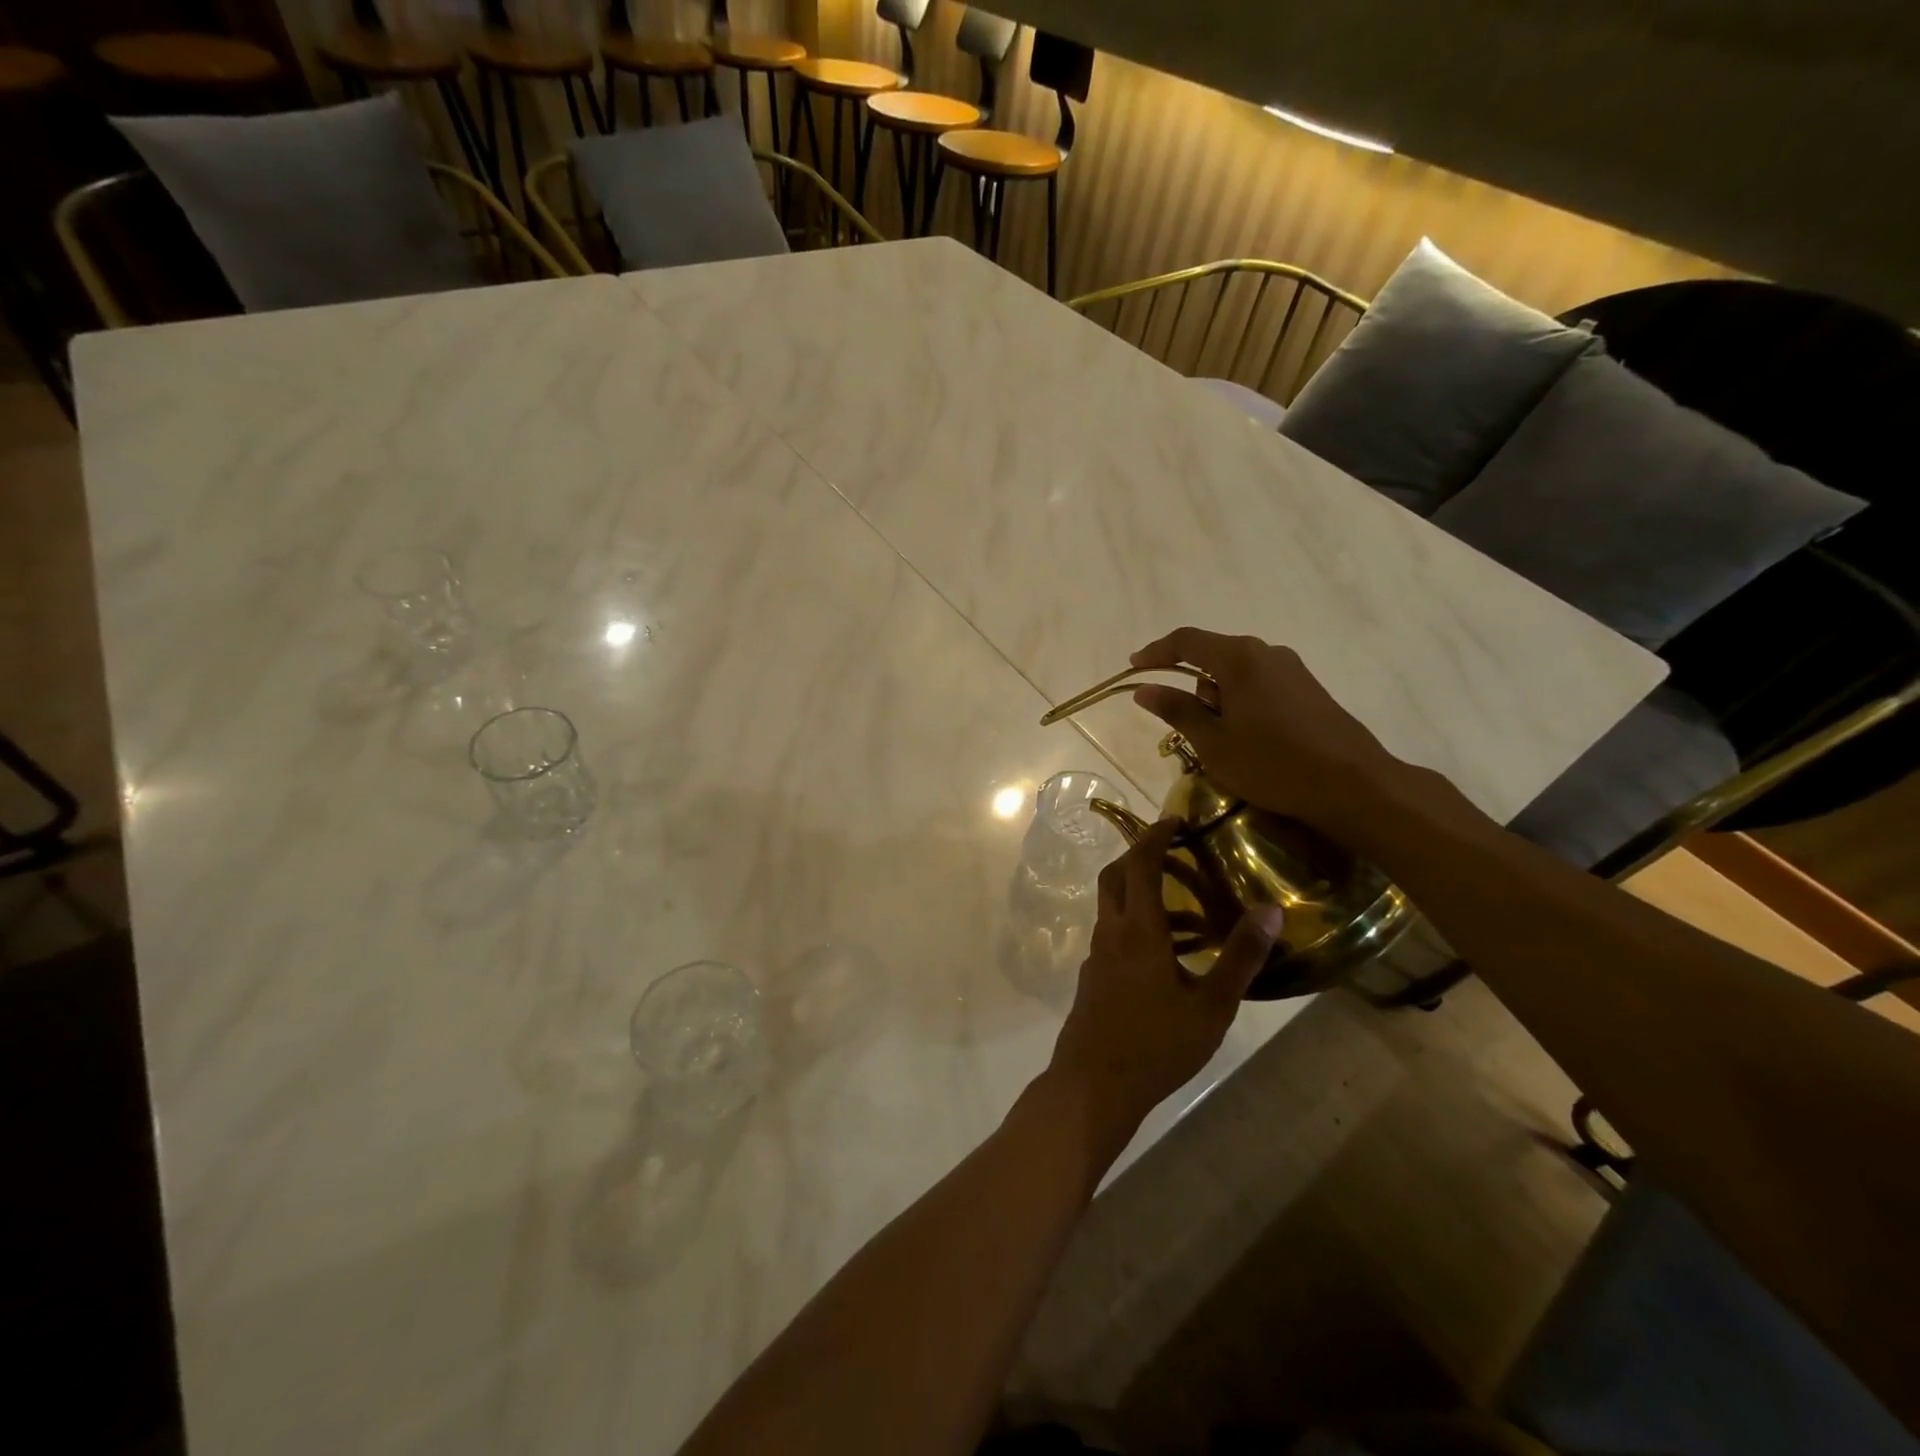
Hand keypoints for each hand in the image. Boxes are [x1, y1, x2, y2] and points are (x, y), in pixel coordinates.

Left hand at [1045, 820, 1284, 1145]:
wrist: (1094, 1085)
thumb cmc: (1157, 1045)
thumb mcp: (1212, 1005)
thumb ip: (1241, 956)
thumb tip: (1270, 909)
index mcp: (1138, 929)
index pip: (1139, 863)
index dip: (1154, 835)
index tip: (1175, 819)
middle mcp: (1110, 931)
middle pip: (1116, 876)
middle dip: (1140, 855)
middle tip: (1176, 854)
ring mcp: (1097, 954)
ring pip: (1113, 906)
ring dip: (1141, 894)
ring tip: (1188, 912)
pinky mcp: (1093, 976)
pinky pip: (1114, 932)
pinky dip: (1136, 924)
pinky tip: (1167, 955)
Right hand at [1128, 627, 1406, 836]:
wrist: (1353, 785)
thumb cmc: (1272, 764)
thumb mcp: (1213, 742)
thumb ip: (1177, 710)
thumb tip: (1144, 689)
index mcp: (1239, 658)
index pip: (1186, 641)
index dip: (1156, 652)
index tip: (1133, 667)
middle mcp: (1266, 652)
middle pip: (1213, 656)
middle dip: (1190, 684)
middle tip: (1181, 724)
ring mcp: (1292, 670)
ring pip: (1237, 673)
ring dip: (1218, 698)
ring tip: (1218, 741)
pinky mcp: (1308, 690)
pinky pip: (1260, 685)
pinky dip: (1241, 704)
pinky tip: (1247, 739)